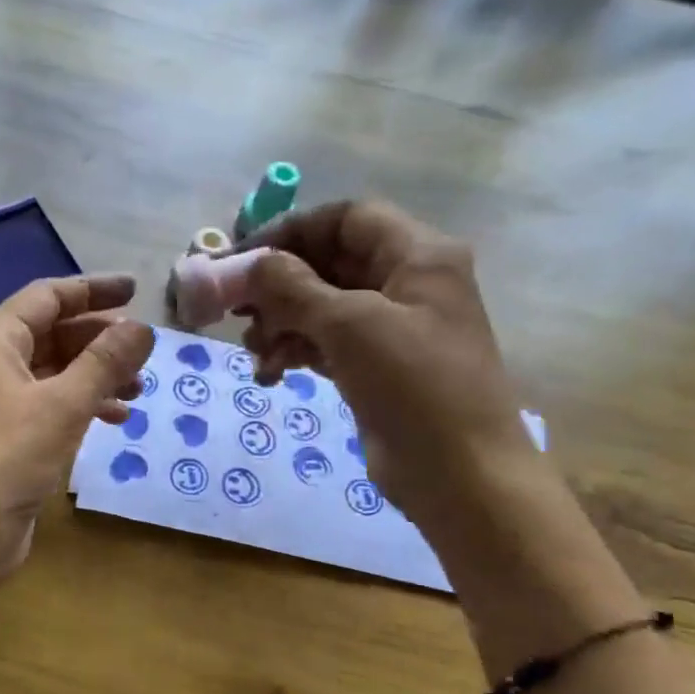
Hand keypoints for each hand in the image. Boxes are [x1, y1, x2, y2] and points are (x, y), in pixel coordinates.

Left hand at [0, 275, 155, 581]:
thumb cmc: (7, 460)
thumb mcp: (63, 406)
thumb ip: (104, 362)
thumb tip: (141, 327)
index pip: (47, 297)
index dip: (93, 290)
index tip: (137, 292)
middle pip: (51, 333)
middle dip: (99, 340)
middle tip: (144, 352)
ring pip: (53, 372)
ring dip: (95, 376)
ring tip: (137, 389)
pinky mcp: (4, 437)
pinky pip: (48, 406)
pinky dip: (80, 407)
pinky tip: (114, 420)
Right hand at [237, 199, 537, 526]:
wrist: (459, 474)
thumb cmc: (413, 385)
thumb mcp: (350, 326)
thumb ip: (294, 288)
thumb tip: (250, 264)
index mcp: (418, 255)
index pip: (346, 219)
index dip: (291, 232)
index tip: (241, 258)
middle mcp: (407, 283)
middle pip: (329, 264)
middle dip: (279, 286)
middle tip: (235, 310)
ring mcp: (392, 329)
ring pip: (322, 307)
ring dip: (280, 325)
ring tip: (254, 353)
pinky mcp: (377, 368)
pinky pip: (326, 344)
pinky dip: (295, 352)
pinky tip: (269, 375)